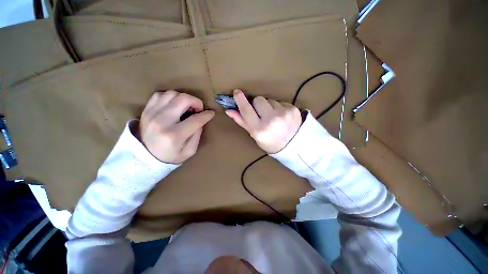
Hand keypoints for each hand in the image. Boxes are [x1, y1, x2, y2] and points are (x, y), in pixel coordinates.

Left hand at [139, 90, 214, 163]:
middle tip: (198, 109)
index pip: (195, 119)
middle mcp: (162, 121)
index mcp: (174, 135)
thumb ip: (197, 135)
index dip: (206, 115)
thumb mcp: (189, 151)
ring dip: (183, 98)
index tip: (211, 113)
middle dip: (196, 102)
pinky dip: (171, 97)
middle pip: (183, 100)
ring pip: (172, 94)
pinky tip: (174, 105)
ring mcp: (152, 113)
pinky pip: (160, 95)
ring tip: (186, 107)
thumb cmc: (170, 156)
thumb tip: (201, 120)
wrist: (144, 157)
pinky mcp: (147, 110)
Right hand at [225, 89, 301, 153]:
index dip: (240, 100)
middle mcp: (271, 120)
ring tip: (274, 116)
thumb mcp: (254, 135)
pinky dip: (279, 107)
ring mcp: (284, 114)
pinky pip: (281, 102)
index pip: (246, 110)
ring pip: (270, 100)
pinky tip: (282, 116)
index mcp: (259, 129)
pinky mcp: (293, 109)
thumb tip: (229, 110)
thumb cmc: (269, 142)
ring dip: (269, 106)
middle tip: (261, 113)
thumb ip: (242, 121)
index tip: (236, 92)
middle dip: (257, 104)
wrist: (292, 146)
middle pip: (259, 99)